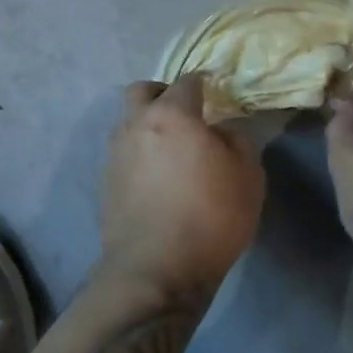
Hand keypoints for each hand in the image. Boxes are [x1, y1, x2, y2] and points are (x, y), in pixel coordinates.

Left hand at [101, 75, 265, 295]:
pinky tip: (157, 179)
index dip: (204, 83)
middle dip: (163, 94)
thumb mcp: (248, 175)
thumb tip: (221, 131)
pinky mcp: (105, 184)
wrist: (156, 271)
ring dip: (147, 126)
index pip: (187, 82)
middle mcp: (136, 125)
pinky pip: (123, 155)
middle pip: (142, 91)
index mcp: (172, 115)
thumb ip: (237, 140)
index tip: (216, 93)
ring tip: (171, 150)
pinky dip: (139, 156)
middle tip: (185, 114)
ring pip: (128, 123)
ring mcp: (115, 155)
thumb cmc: (210, 216)